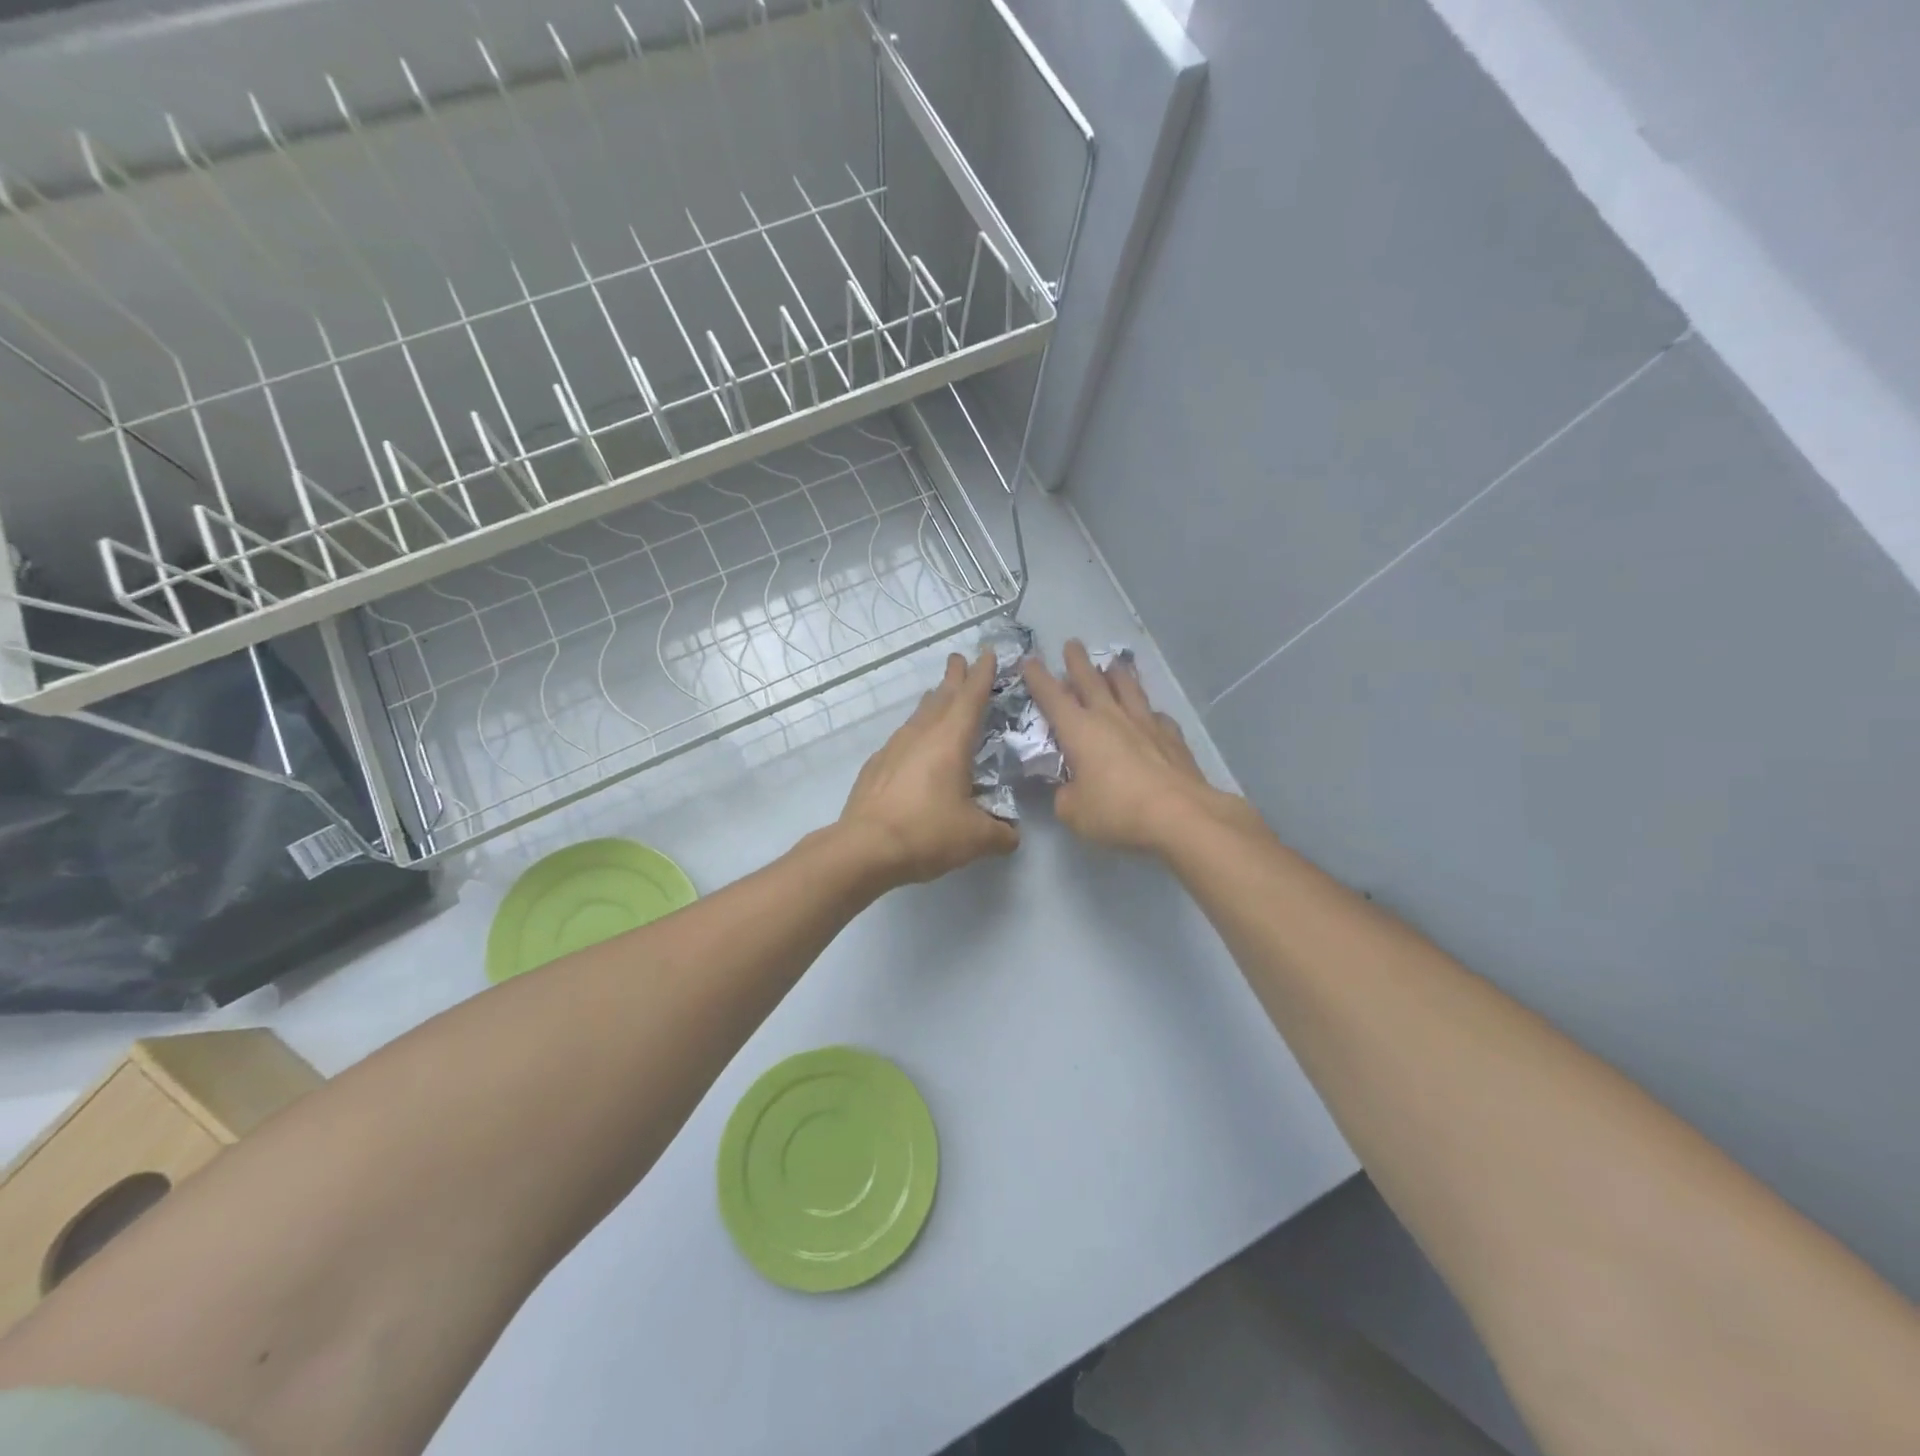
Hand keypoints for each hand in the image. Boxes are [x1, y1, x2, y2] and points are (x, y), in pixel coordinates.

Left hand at [838, 650, 1019, 884]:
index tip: (987, 654)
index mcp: (950, 741)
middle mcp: (921, 736)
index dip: (982, 675)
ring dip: (932, 702)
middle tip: (959, 659)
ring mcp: (894, 748)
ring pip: (918, 715)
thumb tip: (1011, 836)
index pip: (971, 698)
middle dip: (954, 677)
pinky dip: (914, 732)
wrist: (864, 848)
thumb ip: (1000, 834)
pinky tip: (913, 746)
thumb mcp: (975, 838)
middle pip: (941, 697)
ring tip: (938, 695)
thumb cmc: (926, 833)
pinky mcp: (876, 766)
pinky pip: (902, 739)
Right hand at [1023, 641, 1258, 853]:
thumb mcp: (1074, 812)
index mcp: (1079, 730)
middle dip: (1078, 662)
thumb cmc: (1117, 811)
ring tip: (1114, 664)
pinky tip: (1152, 715)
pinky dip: (1149, 713)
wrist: (1180, 814)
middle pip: (1091, 681)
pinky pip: (1157, 717)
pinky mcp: (1172, 737)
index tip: (1029, 660)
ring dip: (1118, 675)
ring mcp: (1145, 724)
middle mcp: (1111, 717)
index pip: (1052, 697)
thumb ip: (1065, 796)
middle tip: (1072, 644)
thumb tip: (1070, 789)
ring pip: (1128, 689)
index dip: (1038, 678)